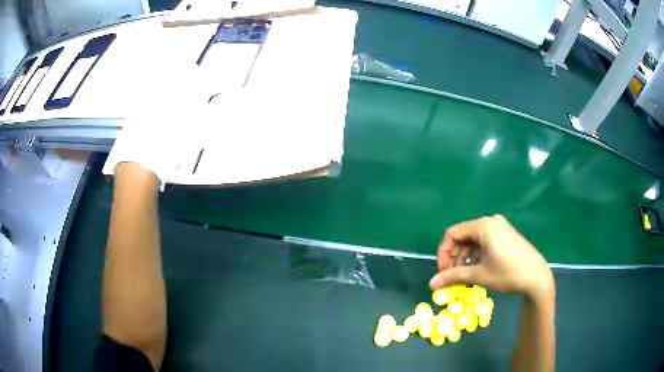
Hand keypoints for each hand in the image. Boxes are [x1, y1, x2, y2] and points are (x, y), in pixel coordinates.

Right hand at [429, 215, 553, 300]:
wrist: (537, 277)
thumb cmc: (508, 273)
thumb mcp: (479, 275)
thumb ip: (454, 276)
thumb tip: (431, 284)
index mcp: (483, 226)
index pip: (452, 234)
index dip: (443, 253)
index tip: (443, 272)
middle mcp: (490, 222)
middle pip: (462, 237)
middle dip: (454, 257)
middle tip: (452, 277)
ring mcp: (499, 227)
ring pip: (473, 241)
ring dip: (464, 259)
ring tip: (464, 278)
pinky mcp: (505, 235)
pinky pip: (484, 242)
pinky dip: (476, 256)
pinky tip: (476, 272)